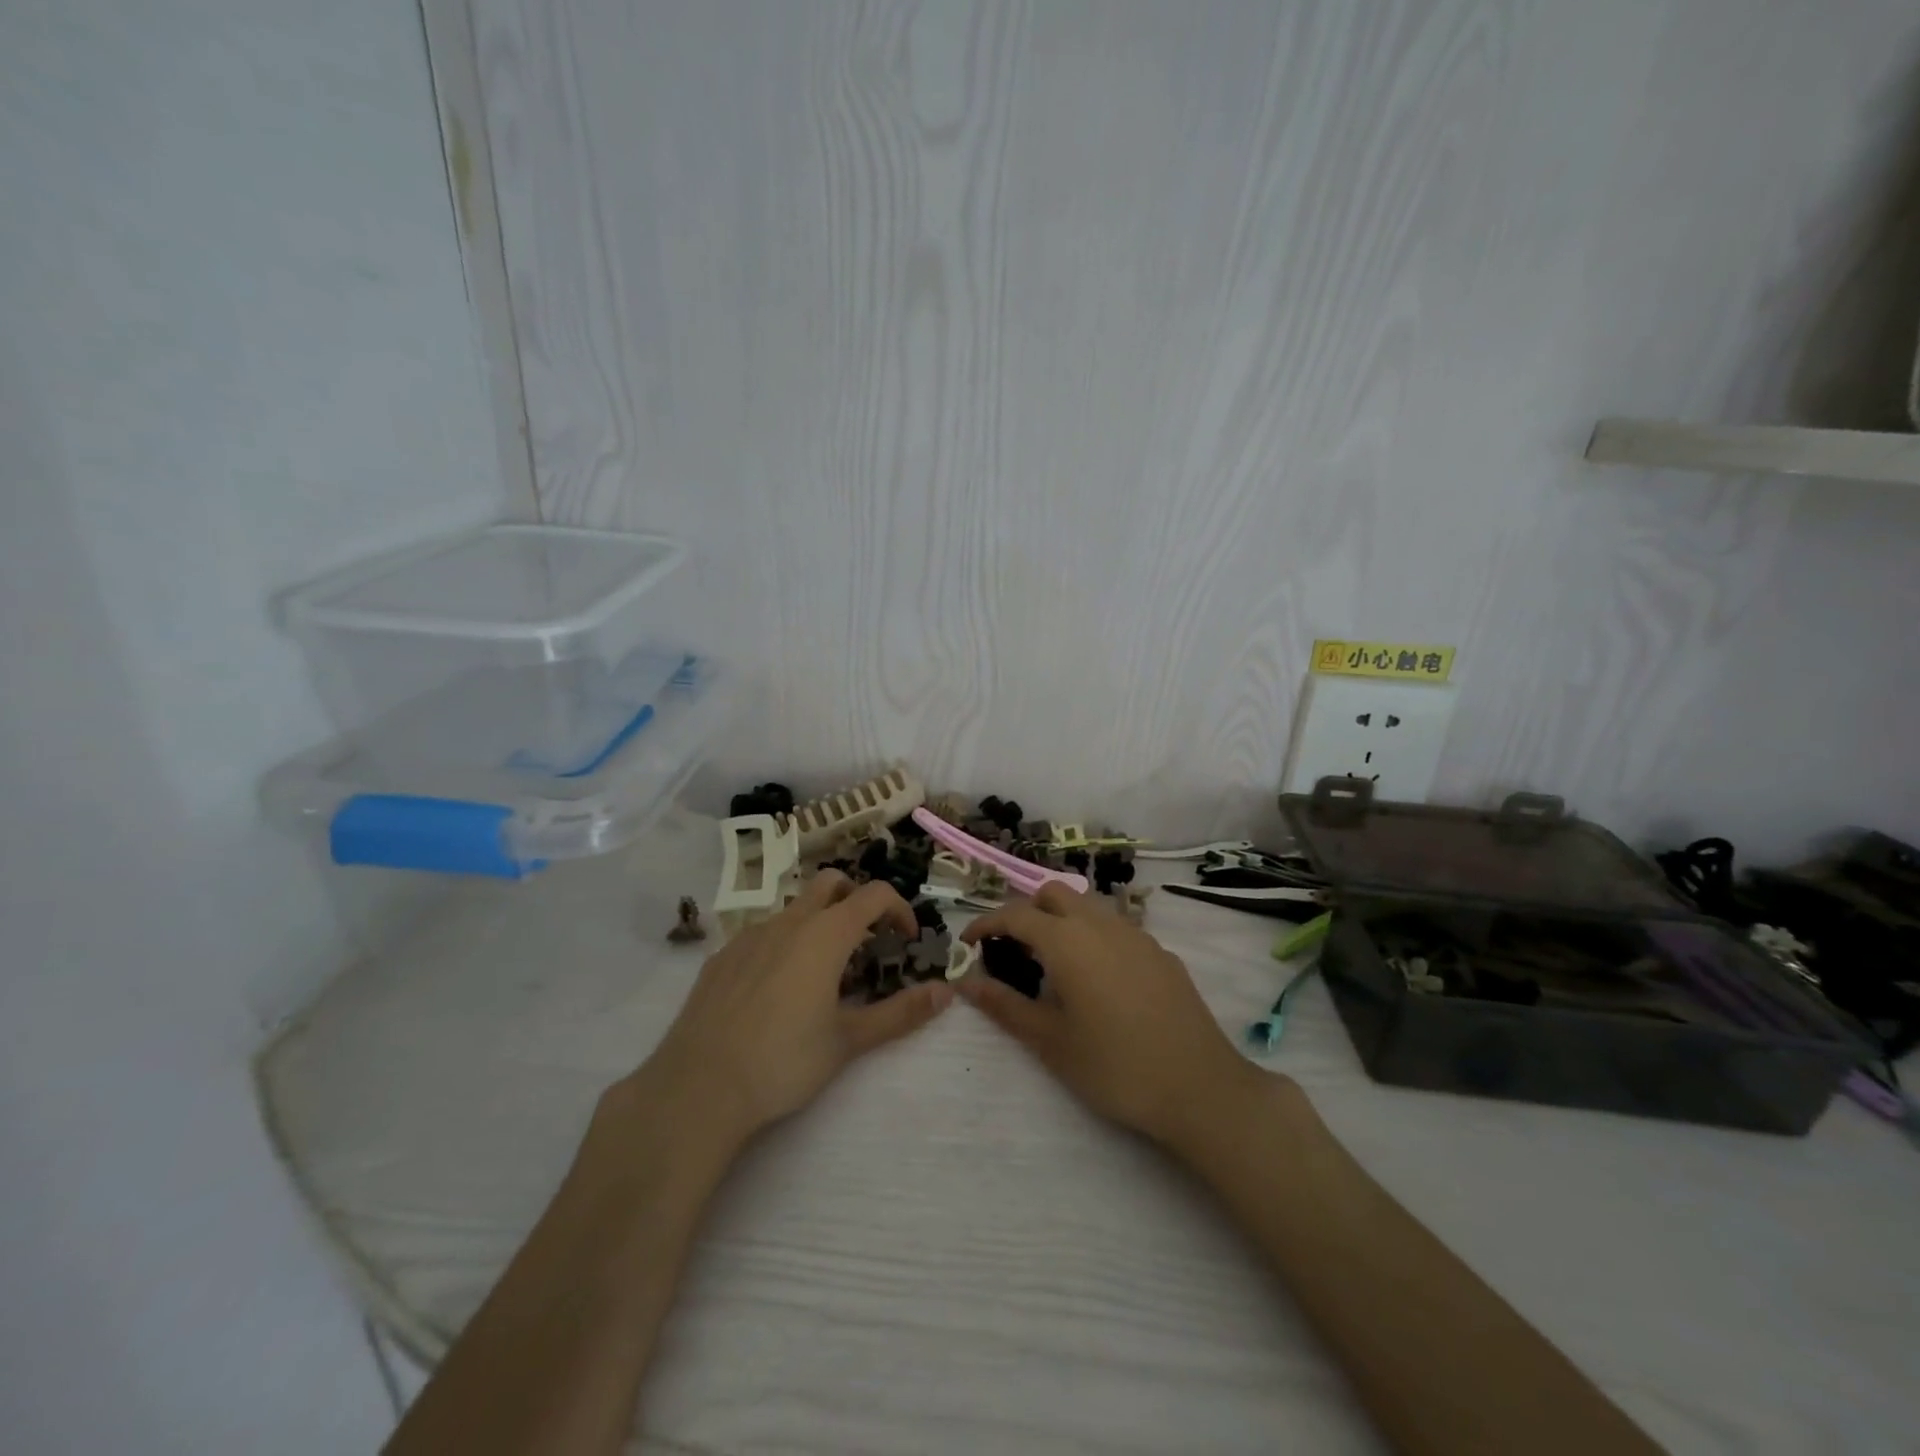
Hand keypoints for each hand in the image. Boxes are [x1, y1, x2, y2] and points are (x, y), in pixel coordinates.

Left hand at [618, 872, 953, 1155]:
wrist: (699, 1087)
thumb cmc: (784, 1061)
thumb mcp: (849, 1040)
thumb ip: (900, 1013)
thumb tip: (945, 992)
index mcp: (825, 934)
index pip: (874, 895)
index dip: (898, 909)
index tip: (906, 939)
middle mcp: (788, 922)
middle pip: (831, 883)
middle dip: (856, 900)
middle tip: (867, 942)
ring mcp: (749, 935)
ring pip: (794, 908)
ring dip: (819, 923)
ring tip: (823, 972)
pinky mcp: (721, 956)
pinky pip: (762, 934)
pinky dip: (783, 944)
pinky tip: (777, 990)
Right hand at [960, 883, 1263, 1151]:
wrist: (1200, 1088)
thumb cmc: (1115, 1067)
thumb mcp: (1051, 1042)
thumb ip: (1005, 1006)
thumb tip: (967, 982)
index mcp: (1068, 941)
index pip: (1016, 914)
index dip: (986, 923)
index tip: (969, 943)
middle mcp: (1101, 925)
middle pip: (1054, 894)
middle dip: (1027, 911)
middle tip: (1014, 951)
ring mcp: (1137, 935)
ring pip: (1089, 907)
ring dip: (1063, 921)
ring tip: (1055, 967)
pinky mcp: (1162, 953)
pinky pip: (1117, 929)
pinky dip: (1094, 938)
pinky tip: (1100, 982)